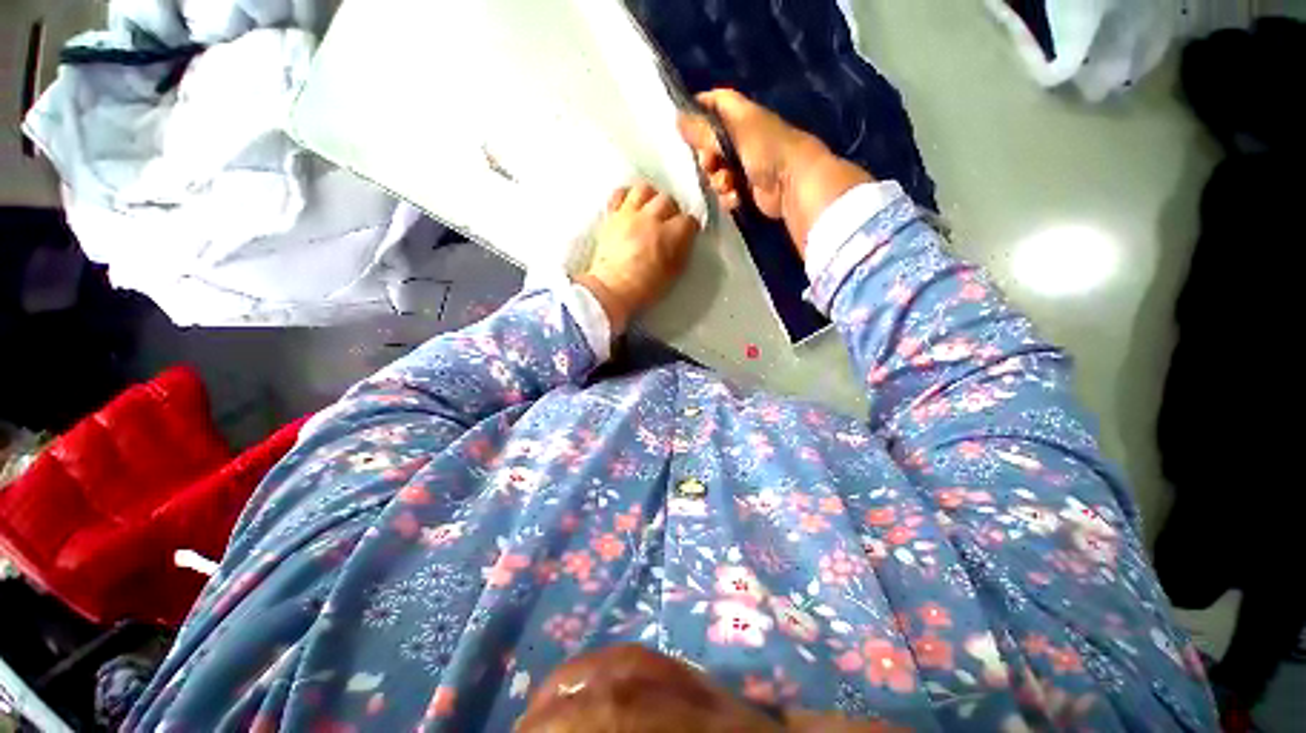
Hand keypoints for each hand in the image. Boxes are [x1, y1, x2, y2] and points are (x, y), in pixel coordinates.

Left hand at [576, 182, 699, 334]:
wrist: (612, 289)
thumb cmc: (645, 288)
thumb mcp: (673, 273)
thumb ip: (681, 251)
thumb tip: (683, 240)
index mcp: (671, 235)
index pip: (689, 221)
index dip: (689, 228)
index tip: (686, 235)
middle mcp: (651, 219)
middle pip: (667, 200)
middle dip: (671, 211)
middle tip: (668, 223)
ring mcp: (629, 215)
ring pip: (644, 189)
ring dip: (650, 198)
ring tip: (649, 210)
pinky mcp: (611, 216)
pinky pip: (619, 194)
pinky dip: (626, 197)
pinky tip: (629, 207)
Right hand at [677, 89, 871, 253]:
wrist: (794, 184)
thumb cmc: (767, 150)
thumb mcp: (735, 133)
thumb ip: (706, 129)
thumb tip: (678, 118)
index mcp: (741, 117)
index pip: (715, 104)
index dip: (699, 111)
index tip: (684, 126)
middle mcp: (742, 139)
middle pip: (710, 144)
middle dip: (705, 157)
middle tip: (709, 165)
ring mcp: (745, 166)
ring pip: (716, 172)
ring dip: (717, 181)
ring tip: (728, 184)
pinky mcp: (747, 190)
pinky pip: (726, 192)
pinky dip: (728, 197)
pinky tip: (735, 198)